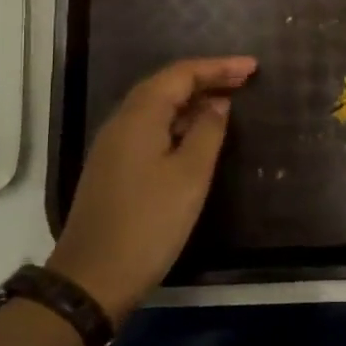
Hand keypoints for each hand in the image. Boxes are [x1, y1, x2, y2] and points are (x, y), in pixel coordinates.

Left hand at [48, 56, 256, 320]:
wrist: (92, 278)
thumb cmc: (149, 223)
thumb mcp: (190, 176)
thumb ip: (207, 132)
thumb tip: (218, 103)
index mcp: (139, 116)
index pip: (181, 74)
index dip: (218, 67)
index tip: (253, 68)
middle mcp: (121, 122)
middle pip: (166, 85)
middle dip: (206, 78)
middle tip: (244, 80)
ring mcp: (113, 146)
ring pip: (156, 107)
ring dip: (192, 99)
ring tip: (227, 102)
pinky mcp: (113, 167)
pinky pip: (149, 128)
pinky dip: (177, 121)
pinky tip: (196, 135)